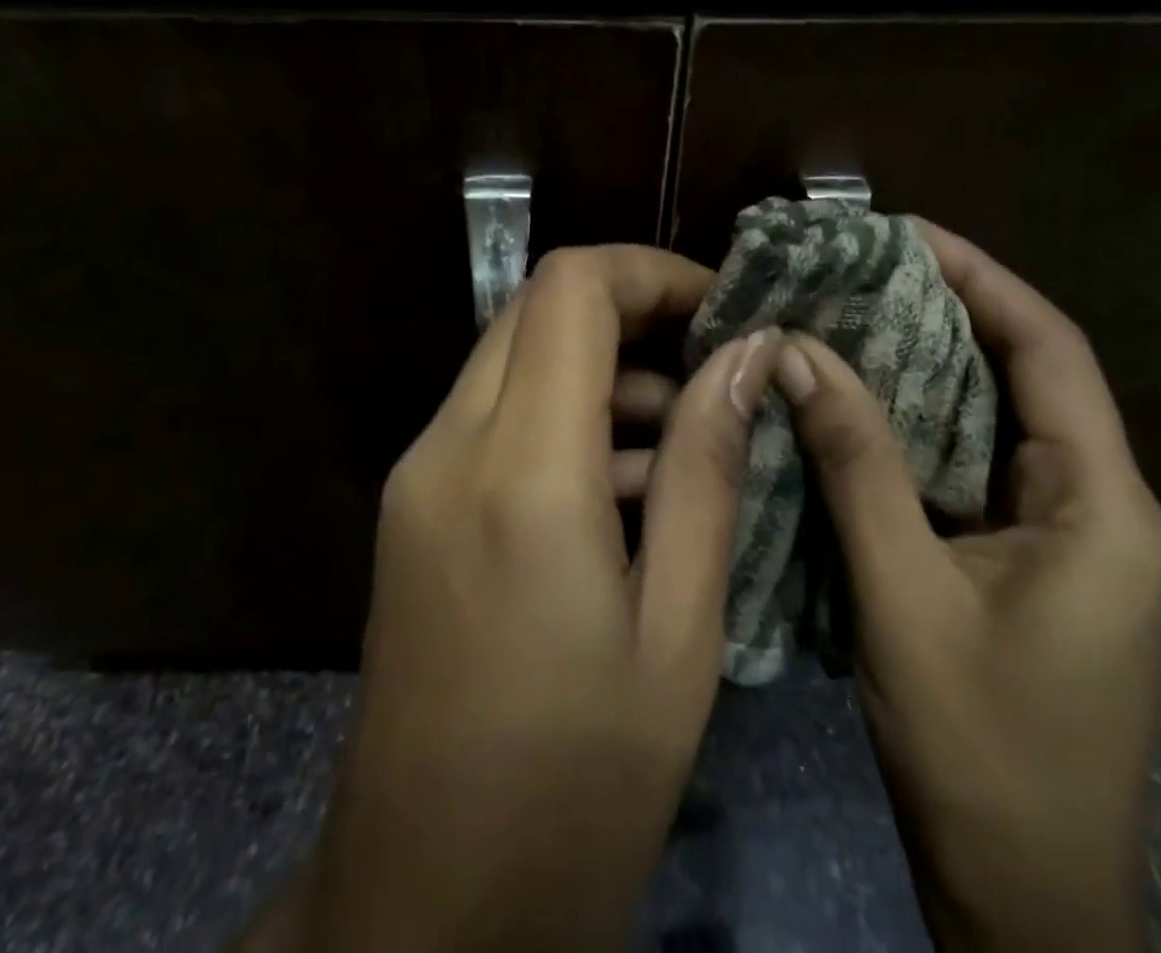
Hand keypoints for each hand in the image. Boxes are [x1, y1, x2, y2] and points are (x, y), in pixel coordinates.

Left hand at [249, 246, 782, 951]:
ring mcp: (417, 474)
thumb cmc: (576, 788)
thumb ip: (706, 470)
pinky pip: (493, 414)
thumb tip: (748, 355)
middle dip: (630, 307)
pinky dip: (563, 412)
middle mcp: (449, 447)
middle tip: (712, 356)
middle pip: (536, 307)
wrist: (424, 910)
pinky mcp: (412, 505)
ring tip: (683, 430)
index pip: (570, 288)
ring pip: (514, 355)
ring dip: (600, 364)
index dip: (651, 271)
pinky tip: (624, 483)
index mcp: (520, 473)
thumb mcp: (678, 629)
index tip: (721, 308)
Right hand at [776, 222, 1160, 952]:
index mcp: (1105, 508)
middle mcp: (1105, 508)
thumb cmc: (977, 747)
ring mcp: (1073, 537)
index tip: (906, 234)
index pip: (1050, 352)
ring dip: (930, 366)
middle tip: (861, 268)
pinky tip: (863, 402)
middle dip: (948, 312)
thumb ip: (854, 463)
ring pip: (999, 420)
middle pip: (1029, 376)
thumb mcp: (902, 592)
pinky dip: (923, 424)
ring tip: (851, 313)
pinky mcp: (1036, 559)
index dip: (981, 279)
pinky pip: (979, 465)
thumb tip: (797, 352)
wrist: (1024, 895)